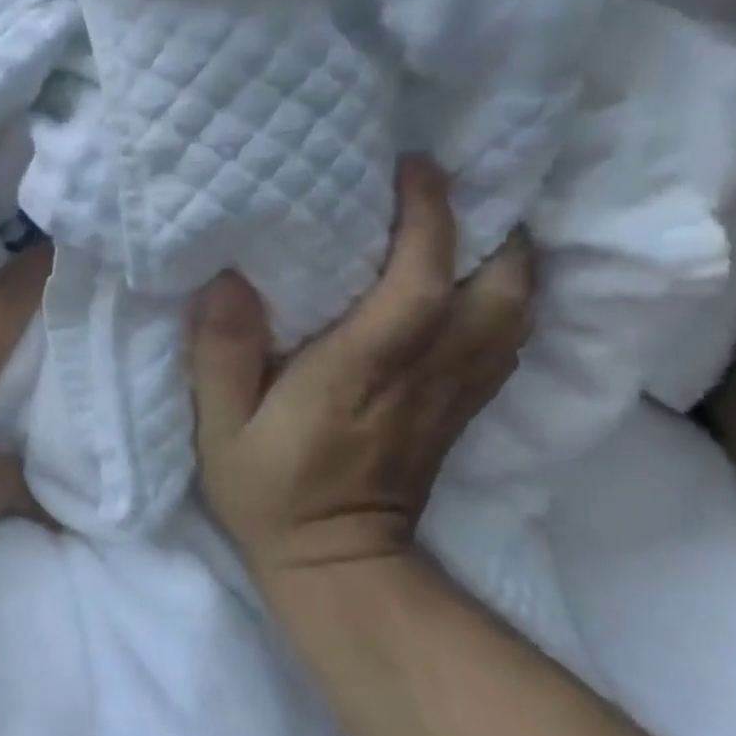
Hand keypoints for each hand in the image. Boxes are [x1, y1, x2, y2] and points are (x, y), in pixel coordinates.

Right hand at [190, 156, 531, 581]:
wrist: (337, 569)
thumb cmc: (270, 492)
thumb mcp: (222, 428)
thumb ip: (221, 354)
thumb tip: (229, 279)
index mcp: (362, 372)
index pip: (417, 281)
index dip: (428, 217)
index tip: (415, 166)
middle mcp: (424, 376)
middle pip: (499, 290)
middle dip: (492, 228)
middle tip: (456, 189)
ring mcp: (453, 396)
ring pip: (514, 314)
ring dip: (507, 259)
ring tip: (470, 223)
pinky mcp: (460, 411)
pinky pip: (504, 341)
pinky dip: (504, 299)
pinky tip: (476, 282)